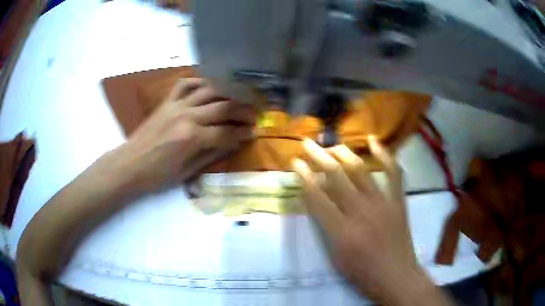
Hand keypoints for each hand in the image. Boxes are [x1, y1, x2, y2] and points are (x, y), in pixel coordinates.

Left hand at [108, 78, 256, 192]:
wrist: (130, 164)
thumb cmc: (158, 175)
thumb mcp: (187, 171)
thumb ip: (212, 154)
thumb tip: (233, 143)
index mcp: (192, 138)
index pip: (227, 132)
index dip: (243, 133)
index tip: (255, 132)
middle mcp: (187, 116)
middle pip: (223, 106)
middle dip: (243, 110)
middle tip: (255, 114)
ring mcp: (176, 105)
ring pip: (209, 90)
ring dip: (228, 92)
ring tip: (238, 98)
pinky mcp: (167, 101)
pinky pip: (185, 84)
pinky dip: (199, 82)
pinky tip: (209, 87)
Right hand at [293, 137, 418, 299]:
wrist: (395, 276)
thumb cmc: (362, 273)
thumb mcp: (335, 256)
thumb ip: (325, 226)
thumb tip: (316, 200)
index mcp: (342, 231)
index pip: (317, 197)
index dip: (303, 177)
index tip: (295, 162)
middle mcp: (361, 212)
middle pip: (335, 177)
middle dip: (318, 157)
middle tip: (307, 144)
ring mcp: (382, 203)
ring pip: (360, 170)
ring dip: (344, 154)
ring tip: (332, 145)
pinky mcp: (398, 201)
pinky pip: (393, 173)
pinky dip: (385, 155)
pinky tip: (373, 141)